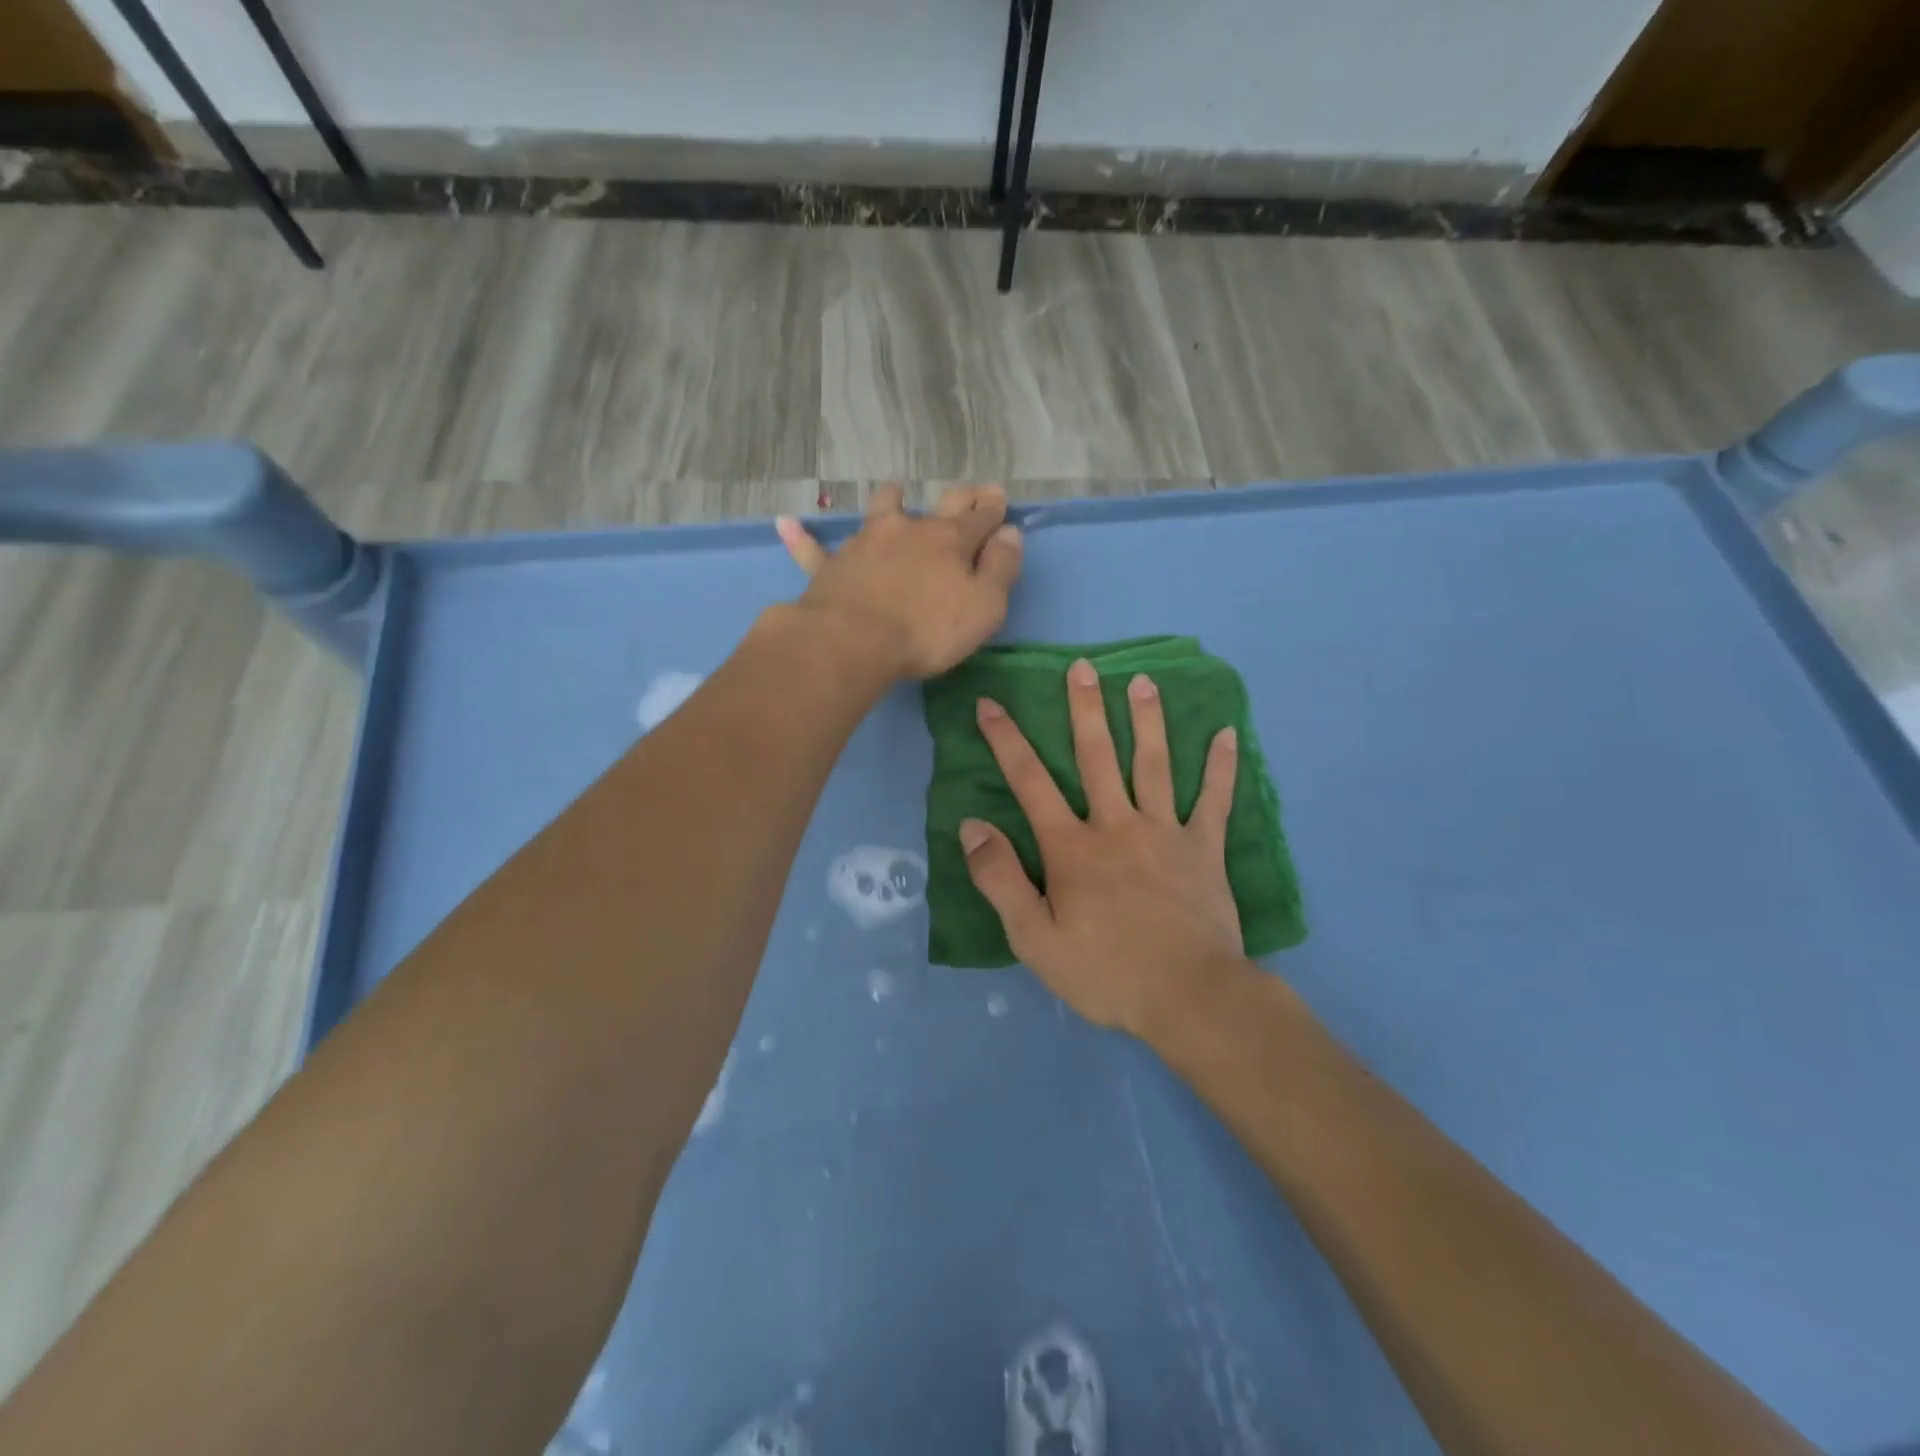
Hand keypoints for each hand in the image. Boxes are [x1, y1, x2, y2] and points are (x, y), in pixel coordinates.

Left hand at [776, 484, 1022, 680]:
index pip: (979, 518)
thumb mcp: (984, 606)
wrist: (855, 641)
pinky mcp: (831, 567)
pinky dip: (801, 536)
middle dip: (960, 497)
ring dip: (891, 497)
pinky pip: (813, 549)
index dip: (993, 509)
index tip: (999, 497)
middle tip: (970, 491)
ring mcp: (866, 543)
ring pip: (879, 510)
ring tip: (895, 488)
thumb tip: (1009, 533)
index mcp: (950, 541)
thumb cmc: (928, 630)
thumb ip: (1001, 568)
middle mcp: (909, 530)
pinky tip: (786, 523)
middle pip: (938, 505)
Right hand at [958, 658, 1254, 1040]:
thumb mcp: (1033, 939)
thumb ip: (999, 879)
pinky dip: (1221, 767)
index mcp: (1071, 847)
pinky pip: (1215, 800)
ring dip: (1147, 720)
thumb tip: (971, 827)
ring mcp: (1165, 832)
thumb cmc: (1105, 972)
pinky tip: (1227, 734)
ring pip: (1154, 764)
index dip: (1007, 740)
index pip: (1030, 782)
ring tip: (1143, 681)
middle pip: (1097, 756)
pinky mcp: (1205, 849)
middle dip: (1085, 709)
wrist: (1187, 996)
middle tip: (1083, 667)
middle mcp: (1116, 825)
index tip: (992, 704)